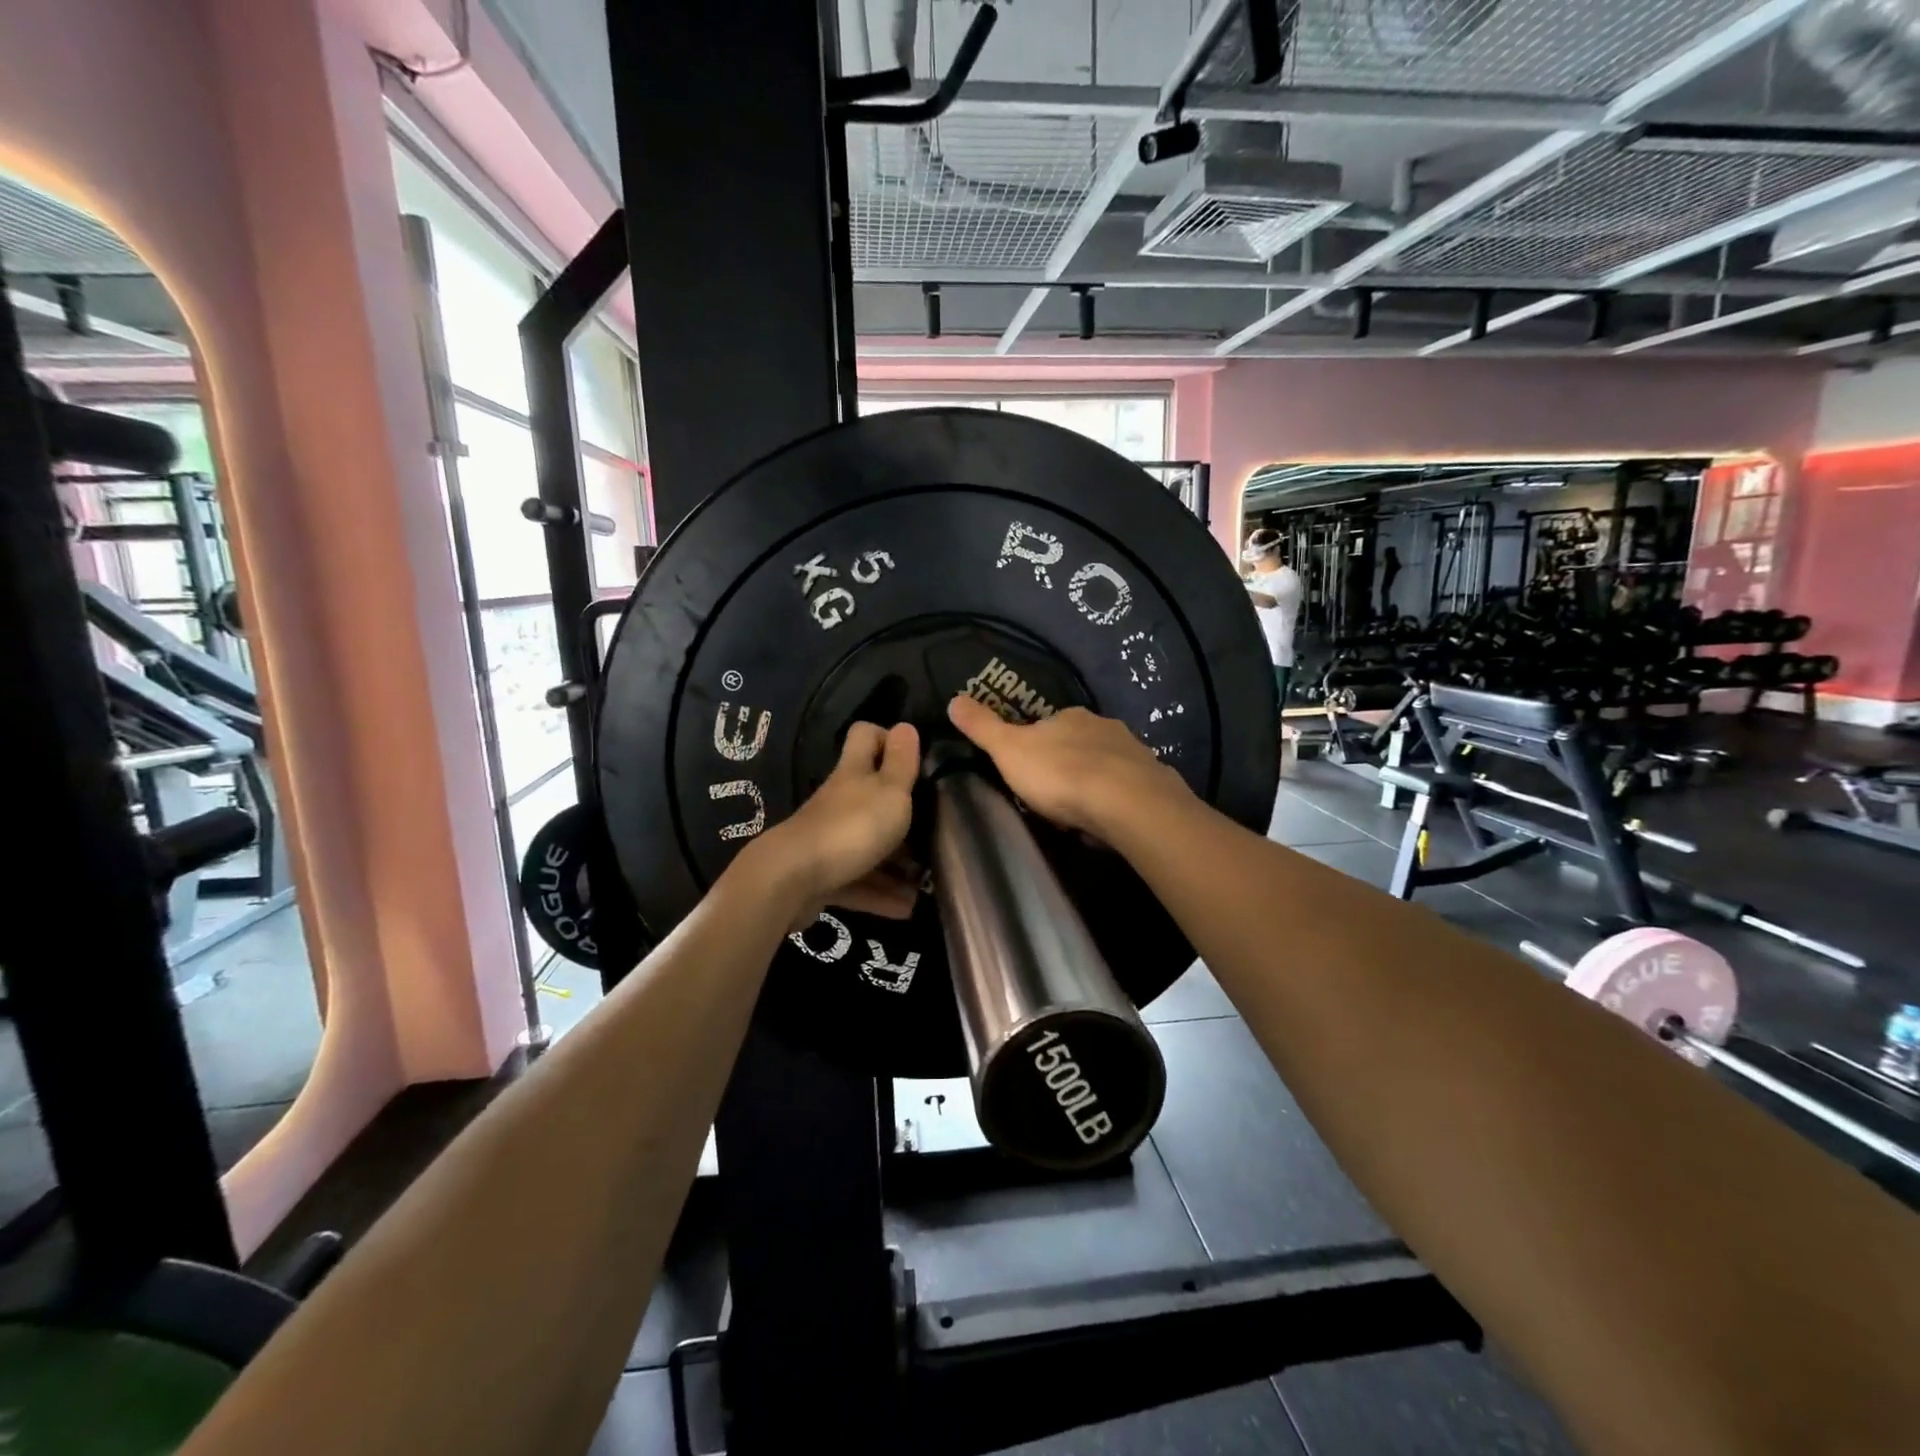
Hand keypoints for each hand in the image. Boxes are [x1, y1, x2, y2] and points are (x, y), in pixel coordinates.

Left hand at [747, 721, 919, 919]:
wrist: (791, 880)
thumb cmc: (851, 828)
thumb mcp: (890, 791)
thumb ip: (901, 762)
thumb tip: (906, 725)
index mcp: (854, 774)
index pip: (864, 736)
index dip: (887, 738)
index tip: (914, 757)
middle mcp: (840, 801)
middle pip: (871, 797)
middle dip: (902, 812)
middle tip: (934, 828)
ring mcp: (829, 839)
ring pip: (868, 845)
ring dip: (897, 864)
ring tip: (927, 881)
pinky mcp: (822, 875)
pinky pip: (859, 882)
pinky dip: (882, 895)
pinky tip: (907, 909)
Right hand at [946, 696, 1184, 836]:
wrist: (1126, 803)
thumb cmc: (1060, 774)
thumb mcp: (1009, 750)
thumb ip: (983, 727)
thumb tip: (953, 698)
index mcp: (1070, 717)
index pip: (1048, 725)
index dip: (1035, 747)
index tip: (1027, 772)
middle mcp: (1104, 726)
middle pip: (1079, 744)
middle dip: (1067, 765)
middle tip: (1053, 796)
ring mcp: (1133, 753)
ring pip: (1106, 765)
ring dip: (1094, 783)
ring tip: (1080, 813)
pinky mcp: (1153, 781)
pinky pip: (1128, 789)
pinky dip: (1117, 801)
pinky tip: (1108, 822)